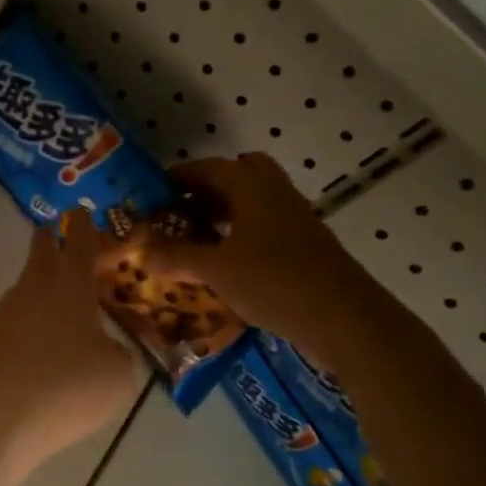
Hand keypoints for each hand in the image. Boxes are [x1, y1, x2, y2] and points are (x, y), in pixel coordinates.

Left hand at [0, 216, 144, 476]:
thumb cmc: (64, 385)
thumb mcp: (117, 373)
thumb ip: (117, 353)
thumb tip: (102, 349)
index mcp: (69, 285)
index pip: (79, 243)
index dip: (84, 225)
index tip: (80, 209)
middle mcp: (33, 291)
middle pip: (41, 254)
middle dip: (51, 239)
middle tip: (57, 230)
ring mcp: (4, 317)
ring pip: (27, 289)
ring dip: (42, 285)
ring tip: (61, 296)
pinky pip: (18, 324)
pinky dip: (33, 324)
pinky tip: (44, 345)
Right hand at [146, 154, 393, 363]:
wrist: (345, 318)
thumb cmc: (274, 282)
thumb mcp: (216, 270)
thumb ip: (176, 258)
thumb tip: (140, 252)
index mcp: (252, 187)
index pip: (209, 168)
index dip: (179, 177)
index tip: (153, 192)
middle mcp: (276, 193)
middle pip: (239, 175)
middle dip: (208, 188)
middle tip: (180, 211)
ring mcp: (295, 218)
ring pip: (254, 201)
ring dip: (225, 211)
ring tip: (195, 237)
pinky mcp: (306, 244)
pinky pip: (266, 225)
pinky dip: (242, 233)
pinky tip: (226, 261)